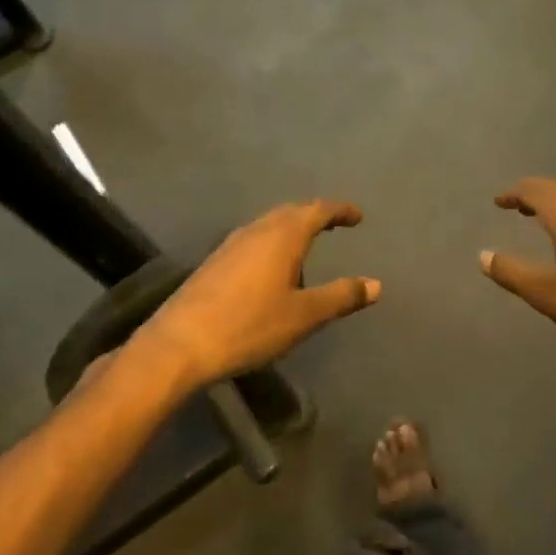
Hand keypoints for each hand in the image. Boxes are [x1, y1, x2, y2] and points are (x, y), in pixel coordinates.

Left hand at [136, 200, 379, 389]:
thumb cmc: (250, 326)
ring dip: (290, 228)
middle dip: (314, 214)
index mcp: (282, 236)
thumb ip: (341, 297)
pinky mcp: (213, 263)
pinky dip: (270, 244)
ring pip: (267, 225)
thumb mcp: (304, 316)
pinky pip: (251, 241)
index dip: (340, 210)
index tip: (357, 216)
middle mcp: (256, 231)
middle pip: (290, 212)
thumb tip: (376, 284)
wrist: (180, 344)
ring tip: (305, 245)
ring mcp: (229, 245)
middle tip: (333, 223)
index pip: (317, 210)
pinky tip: (269, 269)